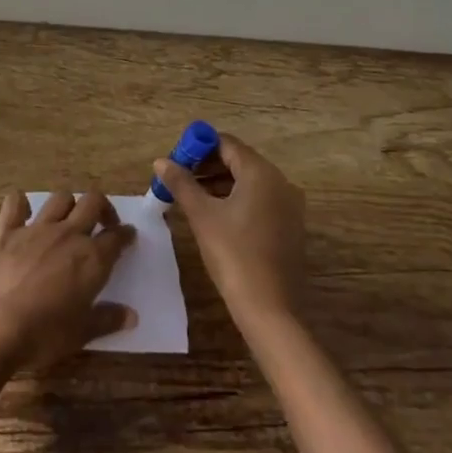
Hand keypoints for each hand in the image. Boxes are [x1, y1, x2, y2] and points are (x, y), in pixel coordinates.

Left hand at [0, 191, 136, 365]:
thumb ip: (108, 320)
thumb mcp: (81, 334)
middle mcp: (68, 234)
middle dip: (102, 207)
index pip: (117, 237)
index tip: (128, 236)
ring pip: (60, 198)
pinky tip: (23, 212)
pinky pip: (15, 203)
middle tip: (102, 222)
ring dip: (69, 204)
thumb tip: (131, 315)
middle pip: (92, 202)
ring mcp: (36, 228)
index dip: (125, 234)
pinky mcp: (7, 230)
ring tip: (68, 219)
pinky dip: (21, 204)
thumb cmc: (43, 335)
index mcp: (91, 258)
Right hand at [157, 132, 305, 327]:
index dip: (198, 147)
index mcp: (261, 173)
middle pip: (239, 161)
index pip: (226, 144)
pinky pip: (259, 200)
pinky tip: (215, 216)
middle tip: (179, 179)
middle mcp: (281, 182)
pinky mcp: (290, 227)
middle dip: (207, 166)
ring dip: (219, 184)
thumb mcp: (202, 215)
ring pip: (249, 182)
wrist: (269, 309)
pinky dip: (236, 200)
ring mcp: (289, 206)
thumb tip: (161, 161)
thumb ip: (181, 183)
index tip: (176, 161)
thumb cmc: (233, 254)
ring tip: (191, 198)